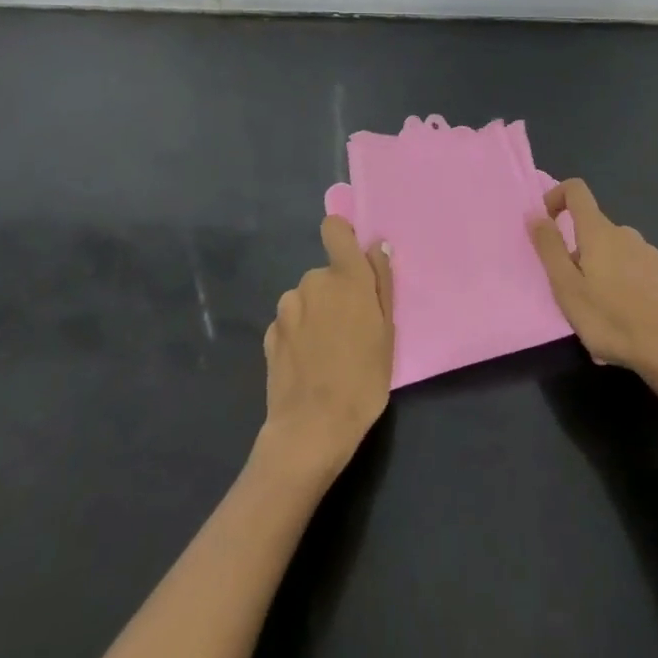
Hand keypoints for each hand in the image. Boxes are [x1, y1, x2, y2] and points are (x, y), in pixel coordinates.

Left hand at [259, 216, 393, 482]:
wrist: (312, 429)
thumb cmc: (362, 380)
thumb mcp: (387, 332)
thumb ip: (381, 283)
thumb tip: (377, 247)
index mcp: (345, 276)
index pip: (334, 228)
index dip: (343, 235)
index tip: (353, 259)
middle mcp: (312, 281)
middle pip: (326, 274)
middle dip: (336, 293)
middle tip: (351, 330)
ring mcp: (287, 308)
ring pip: (307, 299)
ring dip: (316, 314)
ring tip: (328, 353)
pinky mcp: (270, 333)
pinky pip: (291, 323)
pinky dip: (299, 335)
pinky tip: (308, 365)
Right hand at [529, 179, 657, 390]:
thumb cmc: (612, 321)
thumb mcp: (567, 289)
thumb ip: (549, 248)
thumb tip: (534, 213)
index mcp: (599, 233)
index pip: (576, 191)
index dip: (558, 196)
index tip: (549, 223)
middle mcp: (627, 234)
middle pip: (597, 231)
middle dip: (582, 252)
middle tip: (579, 293)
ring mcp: (654, 253)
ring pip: (621, 252)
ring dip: (609, 270)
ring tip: (609, 311)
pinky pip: (645, 269)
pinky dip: (634, 283)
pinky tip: (639, 314)